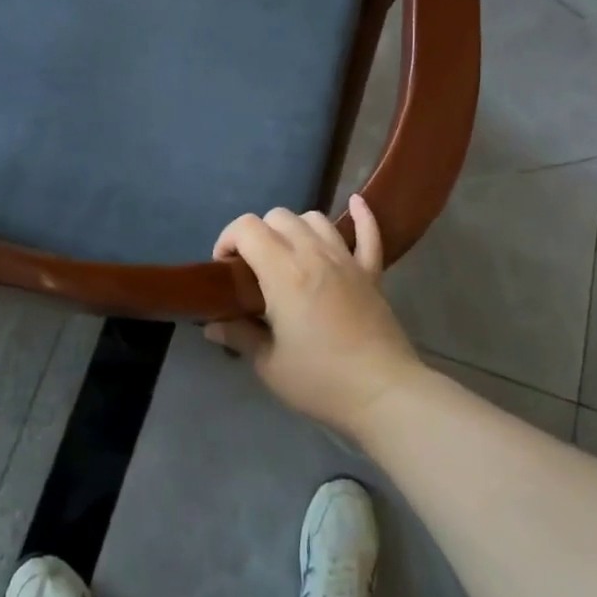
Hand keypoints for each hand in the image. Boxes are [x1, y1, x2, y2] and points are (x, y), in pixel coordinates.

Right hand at [205, 195, 423, 440]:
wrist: (383, 393)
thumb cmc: (320, 380)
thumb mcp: (269, 365)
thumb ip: (240, 336)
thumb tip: (212, 325)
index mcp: (283, 272)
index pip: (247, 228)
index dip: (228, 239)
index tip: (225, 269)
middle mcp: (313, 254)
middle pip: (278, 217)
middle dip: (257, 234)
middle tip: (253, 269)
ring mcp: (346, 260)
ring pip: (315, 218)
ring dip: (295, 228)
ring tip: (288, 254)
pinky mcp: (371, 273)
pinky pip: (369, 233)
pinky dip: (361, 215)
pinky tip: (355, 202)